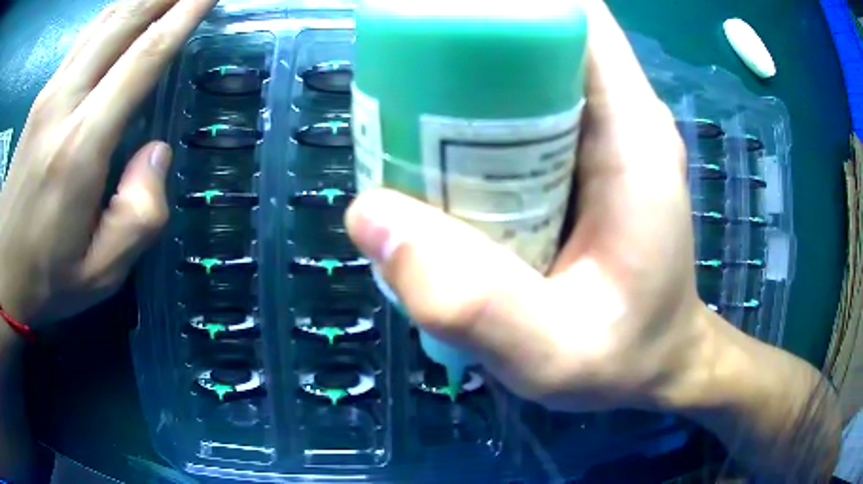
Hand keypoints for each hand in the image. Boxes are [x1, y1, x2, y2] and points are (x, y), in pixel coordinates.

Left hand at [0, 0, 216, 326]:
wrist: (4, 271)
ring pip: (104, 21)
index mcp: (80, 146)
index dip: (183, 16)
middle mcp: (64, 102)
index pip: (143, 58)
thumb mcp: (101, 272)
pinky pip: (85, 36)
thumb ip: (139, 217)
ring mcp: (49, 94)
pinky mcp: (42, 97)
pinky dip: (114, 12)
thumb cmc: (47, 278)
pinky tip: (129, 7)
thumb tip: (157, 153)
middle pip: (124, 22)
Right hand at [346, 1, 711, 411]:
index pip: (573, 15)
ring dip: (460, 79)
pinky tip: (433, 157)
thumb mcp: (554, 354)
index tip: (433, 18)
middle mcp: (619, 115)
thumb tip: (369, 217)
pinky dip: (471, 117)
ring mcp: (599, 134)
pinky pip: (519, 111)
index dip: (503, 3)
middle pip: (535, 34)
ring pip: (522, 70)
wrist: (658, 364)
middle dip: (462, 39)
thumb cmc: (625, 359)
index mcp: (632, 132)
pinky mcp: (579, 158)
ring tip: (400, 118)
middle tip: (395, 79)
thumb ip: (473, 304)